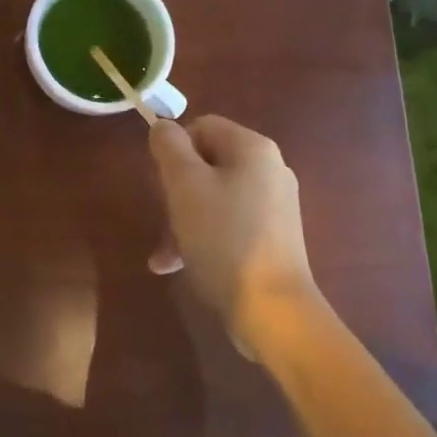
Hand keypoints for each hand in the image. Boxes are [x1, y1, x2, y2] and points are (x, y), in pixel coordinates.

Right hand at [148, 116, 316, 349]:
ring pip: (214, 197)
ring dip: (183, 220)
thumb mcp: (185, 185)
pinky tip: (179, 266)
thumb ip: (169, 147)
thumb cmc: (223, 238)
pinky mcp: (273, 238)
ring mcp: (274, 206)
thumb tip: (163, 127)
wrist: (271, 309)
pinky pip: (228, 224)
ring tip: (165, 255)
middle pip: (207, 163)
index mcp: (253, 148)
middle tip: (163, 219)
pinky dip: (203, 237)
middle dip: (176, 190)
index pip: (202, 126)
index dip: (174, 150)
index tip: (162, 184)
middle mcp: (269, 170)